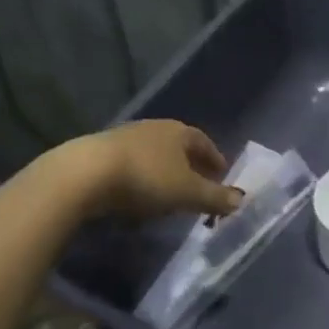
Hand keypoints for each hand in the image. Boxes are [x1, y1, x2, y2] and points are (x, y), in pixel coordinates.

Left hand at [84, 120, 241, 219]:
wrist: (86, 173)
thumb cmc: (146, 178)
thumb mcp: (187, 192)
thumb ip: (214, 197)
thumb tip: (242, 200)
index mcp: (178, 131)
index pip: (203, 141)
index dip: (214, 158)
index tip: (222, 174)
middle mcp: (154, 128)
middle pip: (178, 146)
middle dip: (190, 165)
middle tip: (198, 185)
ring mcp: (125, 137)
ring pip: (153, 154)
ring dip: (164, 172)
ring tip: (169, 194)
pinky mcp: (102, 153)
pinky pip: (131, 165)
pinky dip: (141, 178)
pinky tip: (138, 196)